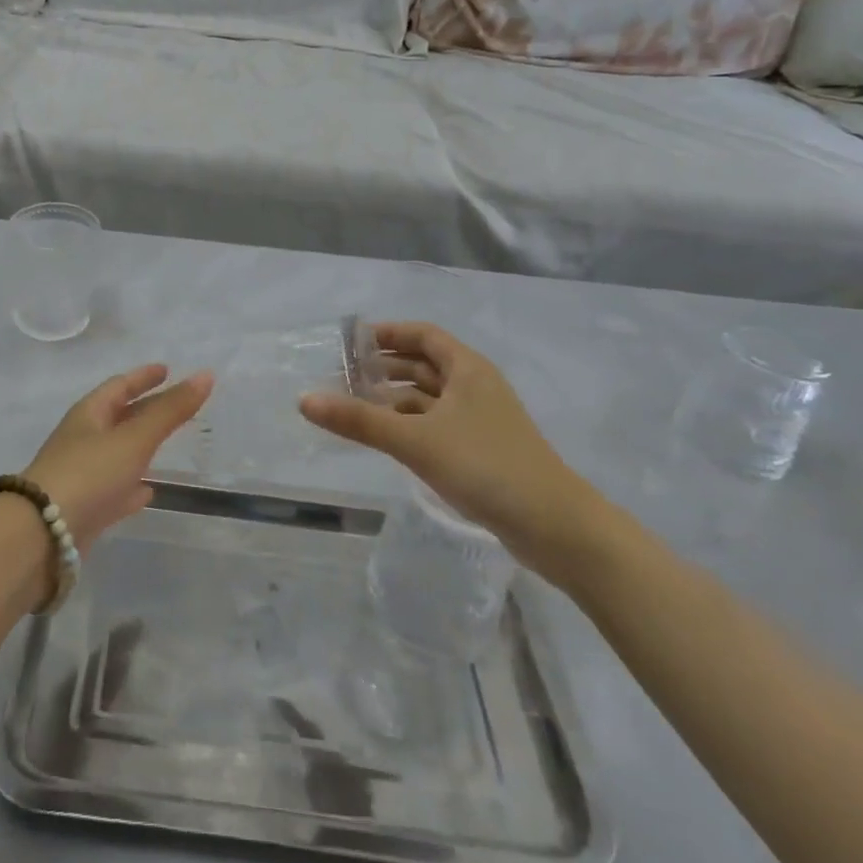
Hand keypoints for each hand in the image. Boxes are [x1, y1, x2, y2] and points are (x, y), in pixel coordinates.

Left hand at [22, 365, 214, 554]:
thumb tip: (206, 375)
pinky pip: (113, 489)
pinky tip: (148, 492)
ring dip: (140, 447)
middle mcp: (83, 439)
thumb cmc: (89, 473)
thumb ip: (171, 410)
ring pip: (117, 453)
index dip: (144, 377)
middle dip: (145, 409)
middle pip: (119, 417)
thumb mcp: (135, 438)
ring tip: (166, 445)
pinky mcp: (84, 509)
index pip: (120, 386)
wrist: (42, 535)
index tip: (167, 370)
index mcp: (89, 414)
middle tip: (176, 405)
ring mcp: (81, 474)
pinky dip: (132, 486)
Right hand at [300, 322, 605, 575]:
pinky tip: (389, 439)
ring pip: (431, 397)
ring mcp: (482, 420)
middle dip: (386, 367)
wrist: (557, 528)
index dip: (388, 334)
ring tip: (356, 406)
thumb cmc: (486, 467)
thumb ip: (360, 421)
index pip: (423, 335)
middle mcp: (475, 386)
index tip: (351, 342)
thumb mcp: (416, 441)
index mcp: (467, 369)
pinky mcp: (484, 451)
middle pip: (425, 364)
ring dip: (396, 398)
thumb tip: (305, 400)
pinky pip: (438, 425)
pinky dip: (411, 424)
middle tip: (344, 375)